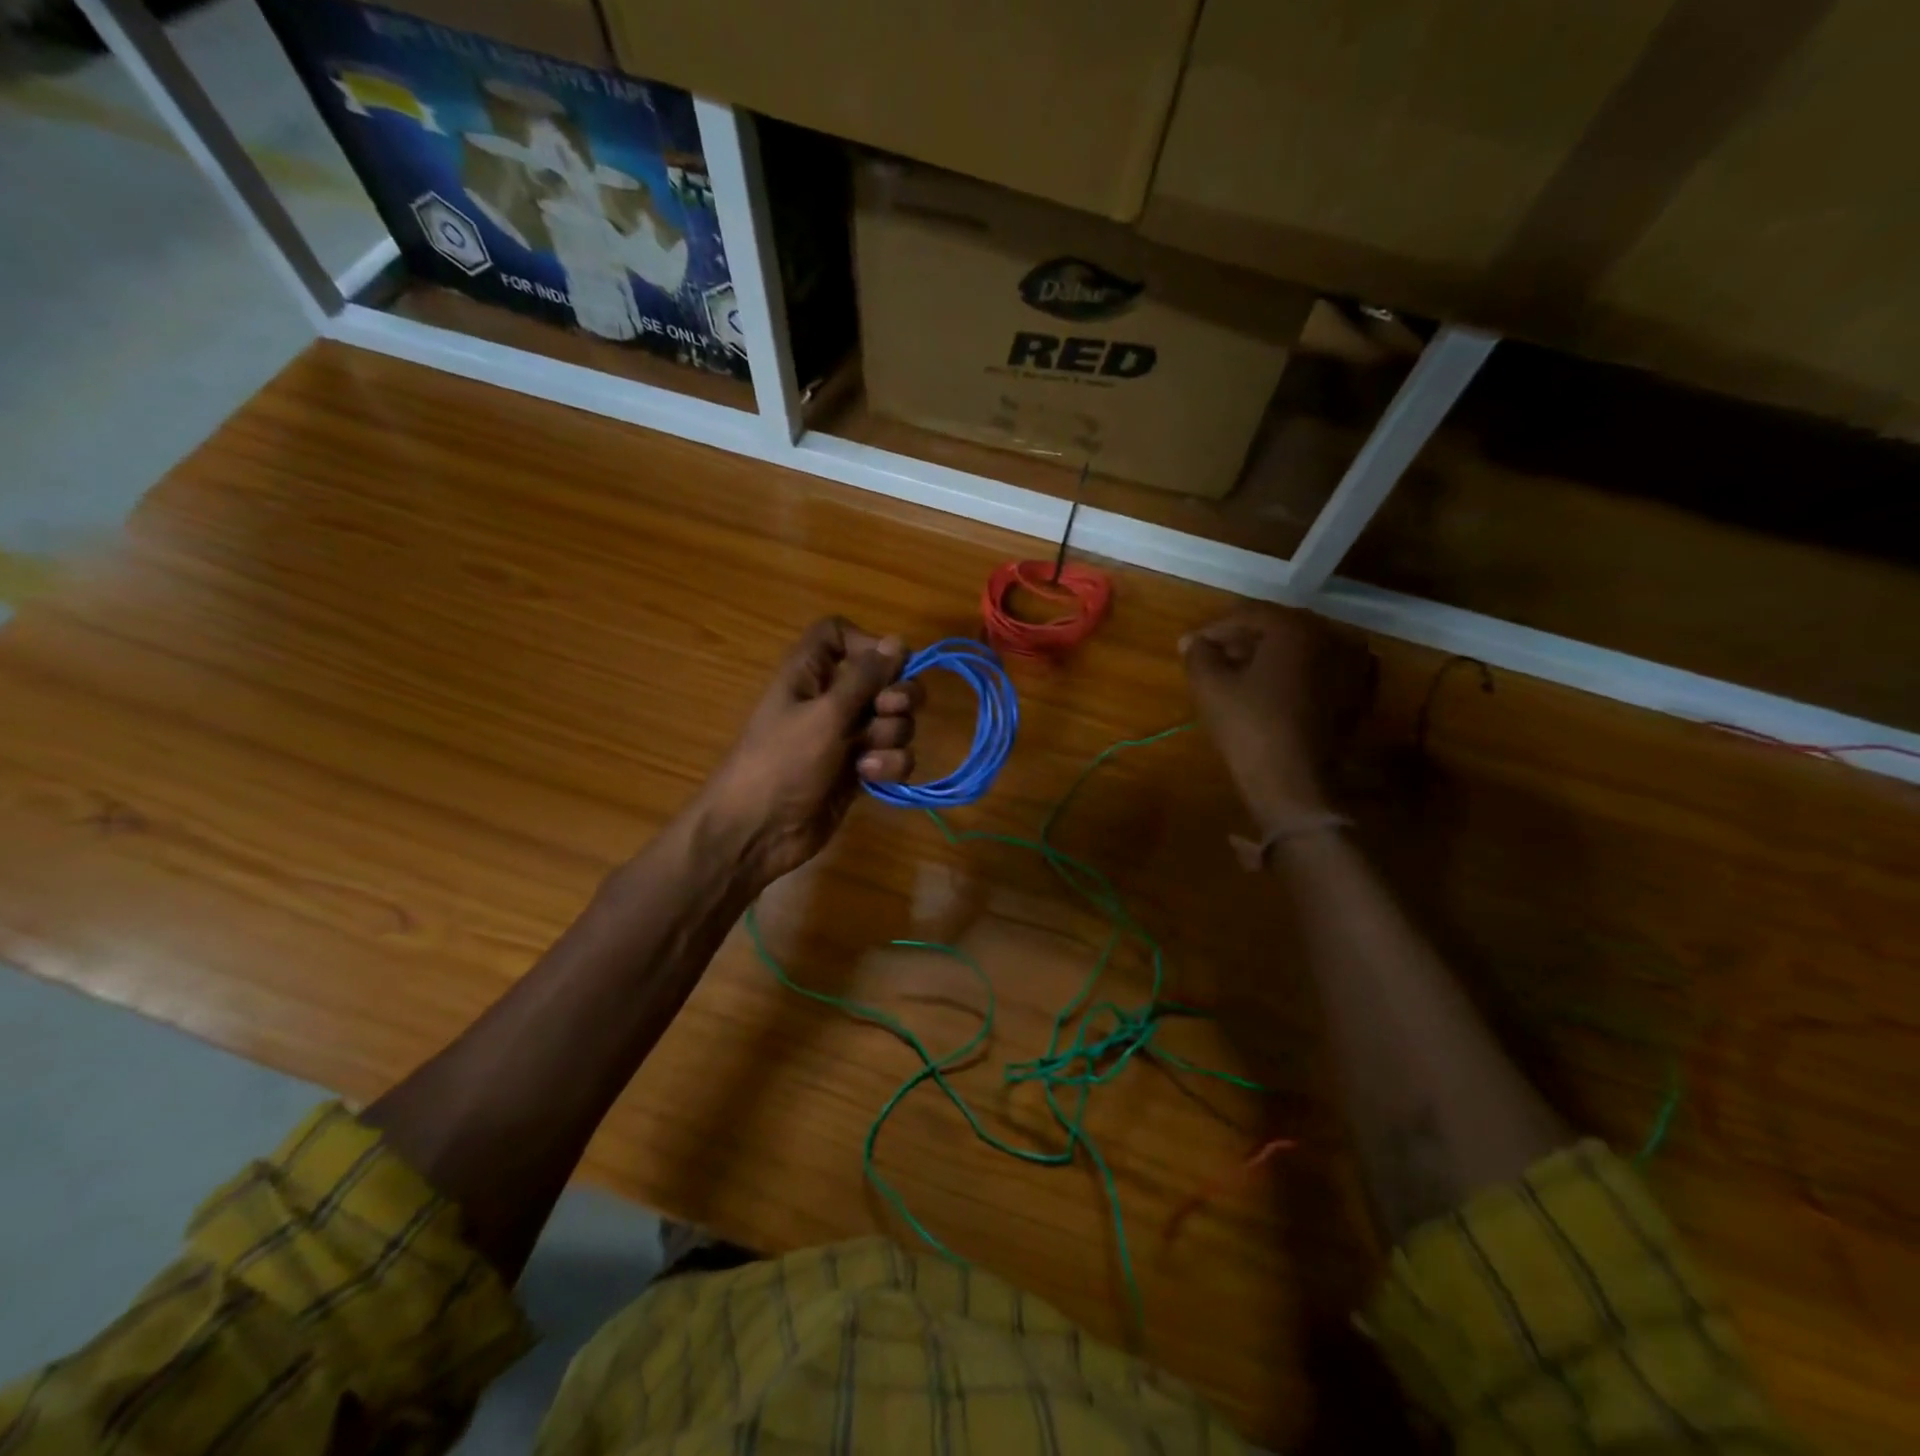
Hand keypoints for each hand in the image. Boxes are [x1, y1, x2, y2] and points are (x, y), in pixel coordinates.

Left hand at [696, 617, 921, 886]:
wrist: (758, 831)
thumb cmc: (782, 762)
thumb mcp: (825, 714)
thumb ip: (865, 678)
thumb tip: (898, 641)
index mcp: (810, 673)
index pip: (839, 633)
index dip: (866, 642)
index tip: (886, 663)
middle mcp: (831, 699)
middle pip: (883, 678)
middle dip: (897, 693)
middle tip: (888, 710)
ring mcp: (847, 736)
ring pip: (894, 720)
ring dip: (892, 735)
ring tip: (868, 755)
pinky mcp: (859, 770)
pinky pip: (892, 755)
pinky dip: (889, 764)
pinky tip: (870, 776)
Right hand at [1180, 605, 1372, 829]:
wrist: (1295, 782)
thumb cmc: (1249, 726)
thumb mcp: (1210, 686)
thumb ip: (1198, 654)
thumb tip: (1193, 642)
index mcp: (1295, 627)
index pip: (1248, 614)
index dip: (1214, 629)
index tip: (1190, 646)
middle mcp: (1330, 636)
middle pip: (1277, 628)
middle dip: (1242, 640)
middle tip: (1212, 658)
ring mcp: (1352, 665)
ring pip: (1300, 650)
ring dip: (1268, 657)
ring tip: (1238, 676)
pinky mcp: (1358, 695)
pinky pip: (1318, 671)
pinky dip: (1293, 674)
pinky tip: (1271, 692)